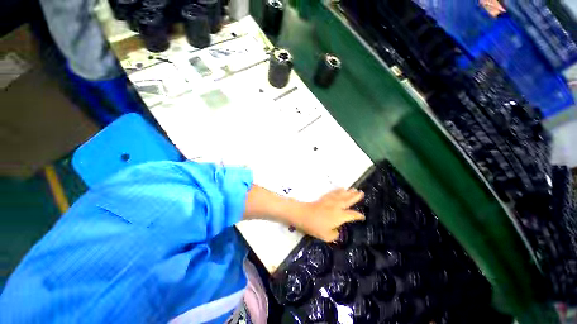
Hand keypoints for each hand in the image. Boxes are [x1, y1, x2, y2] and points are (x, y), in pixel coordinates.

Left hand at [294, 189, 364, 241]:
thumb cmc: (315, 226)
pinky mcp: (324, 198)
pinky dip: (338, 190)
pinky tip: (341, 188)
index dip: (358, 216)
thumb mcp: (327, 236)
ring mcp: (330, 201)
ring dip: (348, 192)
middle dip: (355, 197)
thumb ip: (334, 234)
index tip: (363, 216)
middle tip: (361, 192)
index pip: (352, 215)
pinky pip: (333, 193)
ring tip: (354, 189)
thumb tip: (337, 230)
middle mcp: (337, 207)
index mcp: (340, 216)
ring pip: (341, 195)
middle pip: (348, 201)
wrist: (304, 215)